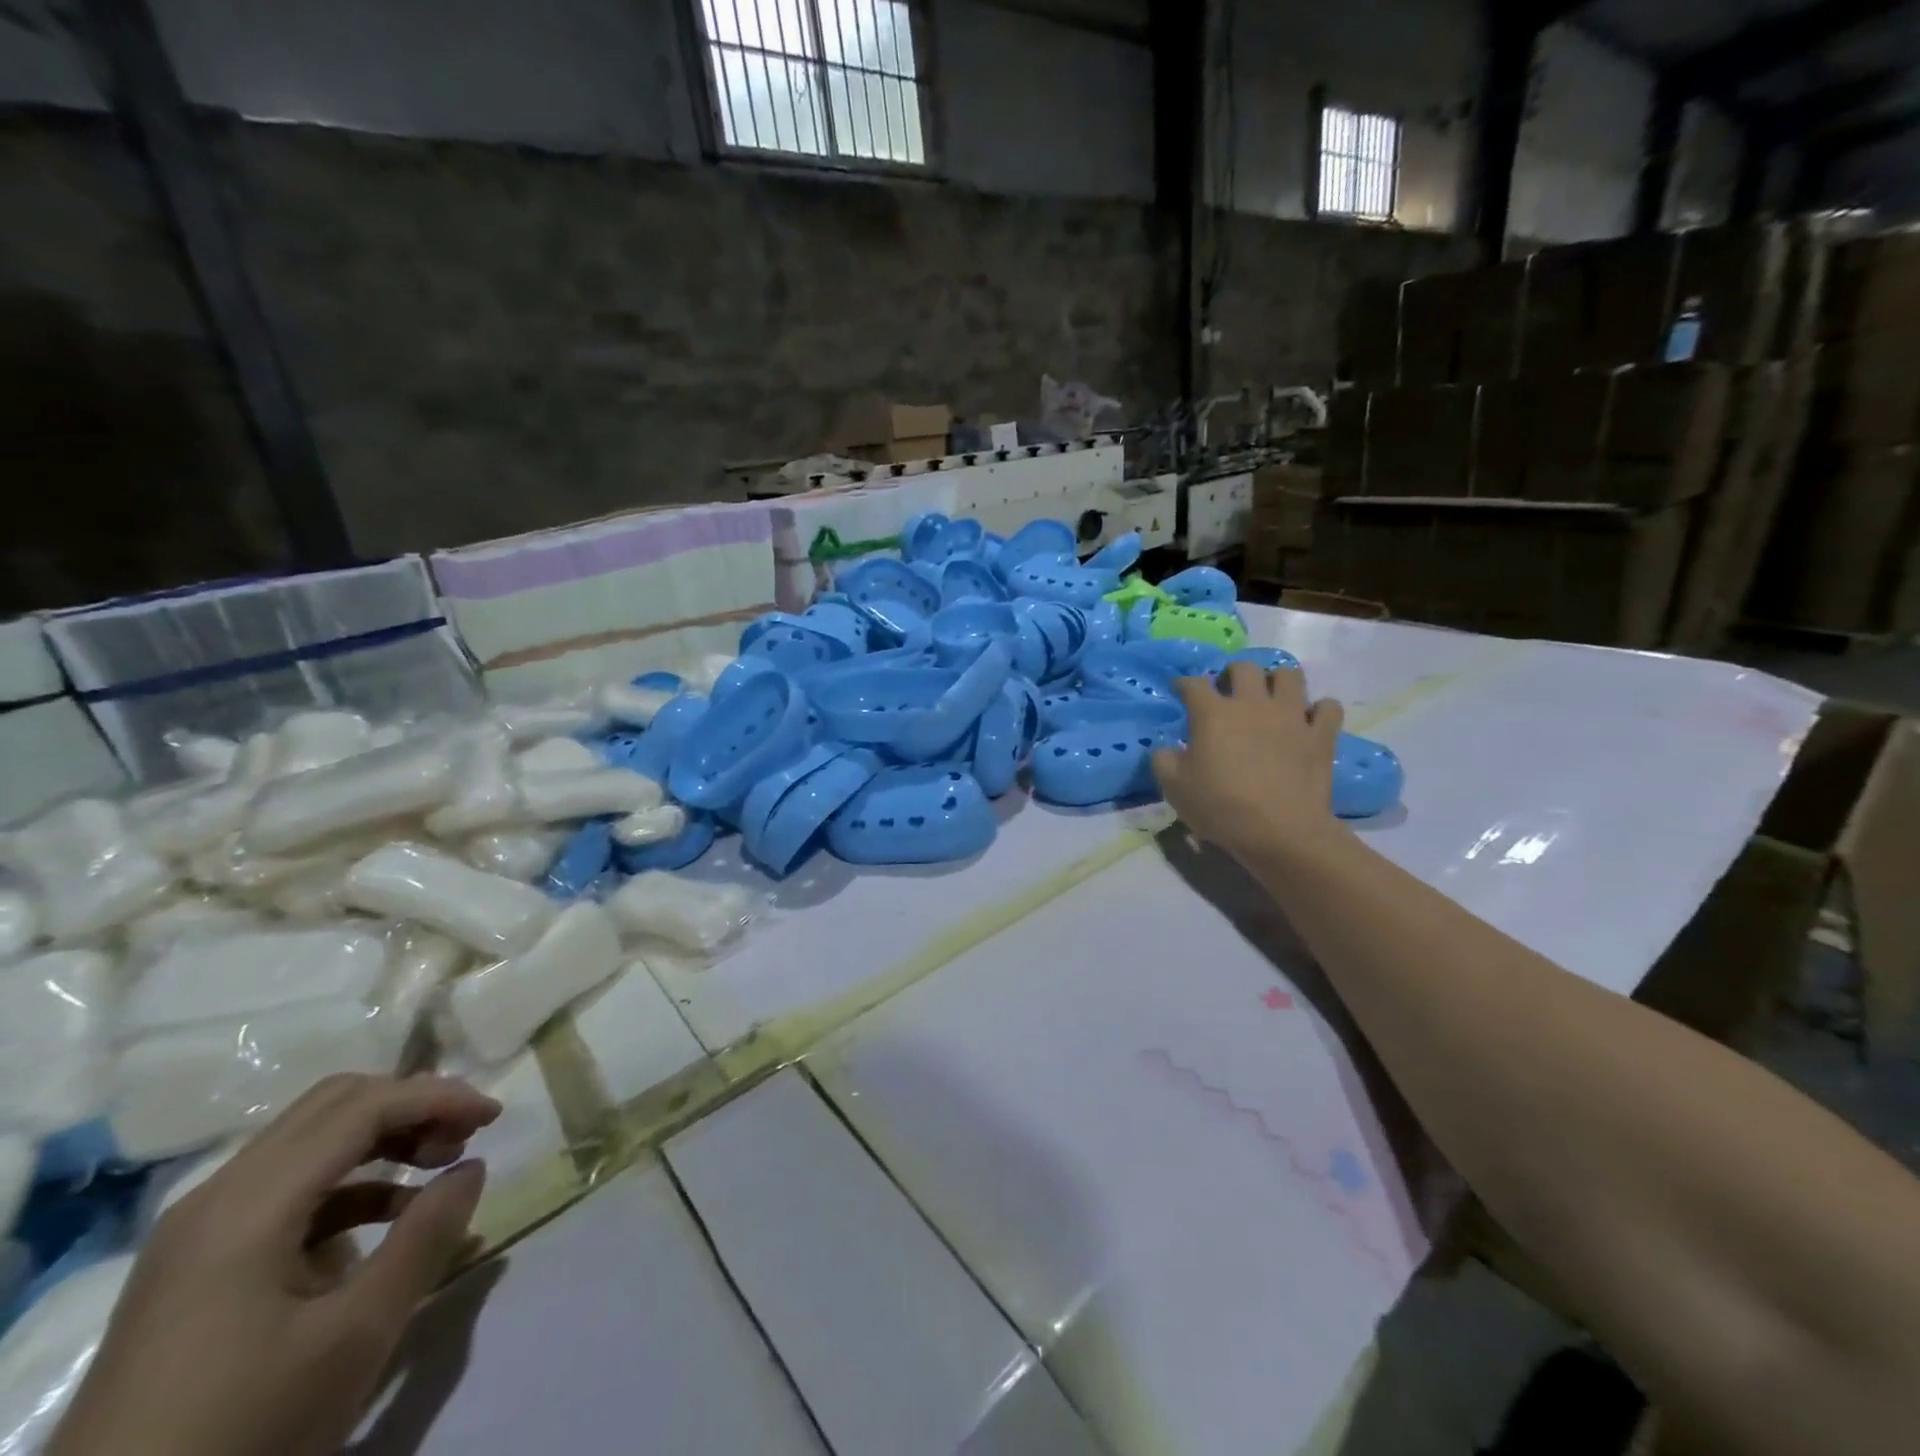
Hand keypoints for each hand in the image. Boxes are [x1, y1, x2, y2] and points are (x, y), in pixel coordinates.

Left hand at [50, 1074, 500, 1455]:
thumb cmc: (241, 1427)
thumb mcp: (354, 1336)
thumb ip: (425, 1238)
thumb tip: (472, 1168)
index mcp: (248, 1204)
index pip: (363, 1106)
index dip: (438, 1097)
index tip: (495, 1118)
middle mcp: (218, 1196)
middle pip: (334, 1105)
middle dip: (412, 1105)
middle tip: (466, 1134)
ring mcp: (201, 1230)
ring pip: (312, 1139)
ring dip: (386, 1137)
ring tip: (440, 1164)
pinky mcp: (199, 1263)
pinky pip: (290, 1185)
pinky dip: (354, 1180)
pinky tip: (391, 1216)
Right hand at [1153, 662, 1345, 862]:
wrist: (1280, 831)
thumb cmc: (1221, 807)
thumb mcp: (1174, 788)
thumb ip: (1163, 760)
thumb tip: (1165, 748)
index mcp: (1214, 713)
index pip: (1194, 684)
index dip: (1184, 684)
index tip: (1180, 690)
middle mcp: (1253, 704)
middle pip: (1244, 668)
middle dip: (1232, 673)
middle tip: (1228, 691)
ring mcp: (1292, 716)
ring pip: (1289, 676)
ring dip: (1277, 681)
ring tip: (1270, 697)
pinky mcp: (1321, 735)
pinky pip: (1328, 707)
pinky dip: (1319, 710)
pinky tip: (1309, 720)